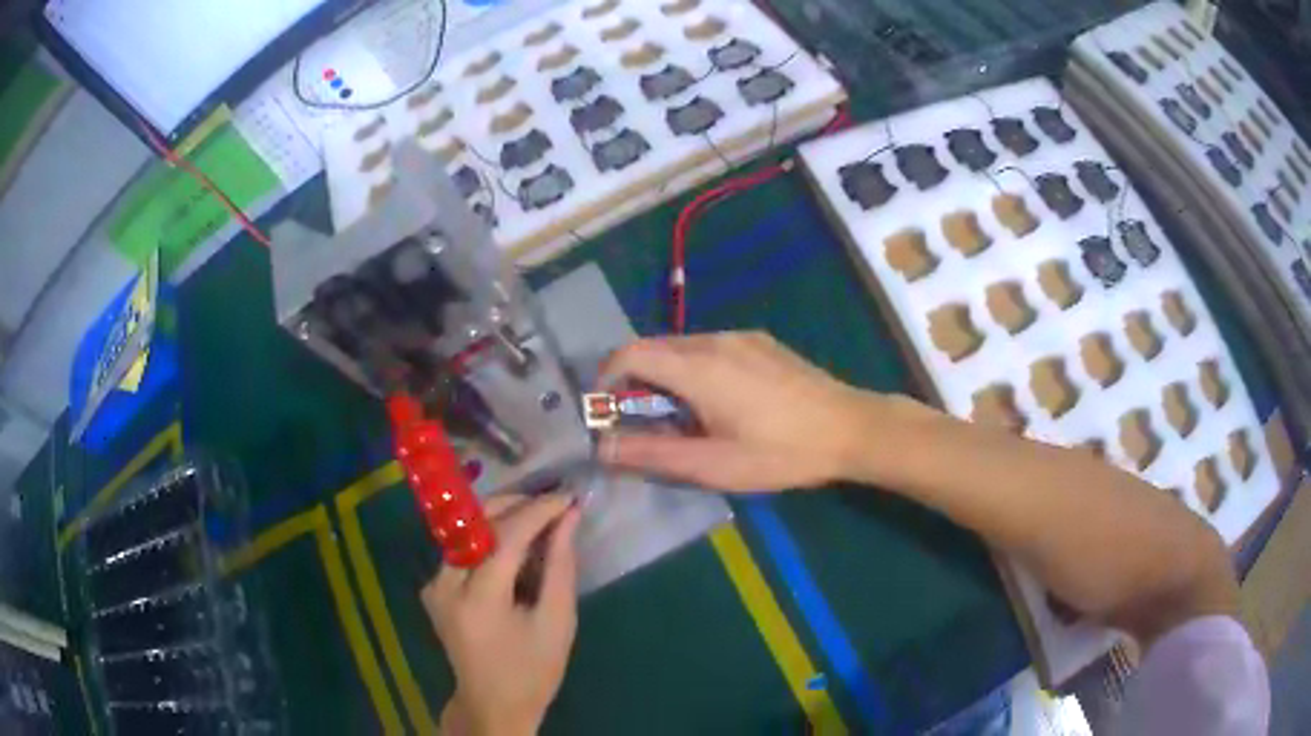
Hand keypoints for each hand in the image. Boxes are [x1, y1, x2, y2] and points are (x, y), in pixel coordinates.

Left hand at [423, 494, 581, 735]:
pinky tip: (516, 547)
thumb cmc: (533, 670)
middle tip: (554, 504)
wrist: (492, 703)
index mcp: (478, 599)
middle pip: (478, 524)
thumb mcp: (557, 622)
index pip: (505, 535)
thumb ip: (561, 566)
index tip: (568, 496)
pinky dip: (490, 539)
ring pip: (467, 531)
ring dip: (503, 519)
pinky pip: (462, 548)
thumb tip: (568, 517)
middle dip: (517, 505)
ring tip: (540, 521)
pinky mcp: (433, 587)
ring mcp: (433, 585)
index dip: (539, 510)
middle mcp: (445, 584)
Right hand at [599, 332, 889, 490]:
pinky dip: (695, 369)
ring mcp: (741, 337)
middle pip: (654, 348)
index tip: (606, 411)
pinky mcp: (762, 342)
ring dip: (667, 376)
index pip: (629, 354)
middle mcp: (713, 340)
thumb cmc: (779, 452)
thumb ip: (651, 454)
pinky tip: (720, 402)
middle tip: (643, 423)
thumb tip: (602, 448)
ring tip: (683, 417)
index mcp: (696, 366)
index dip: (606, 379)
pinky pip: (711, 347)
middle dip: (636, 382)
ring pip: (683, 347)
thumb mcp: (713, 464)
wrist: (849, 428)